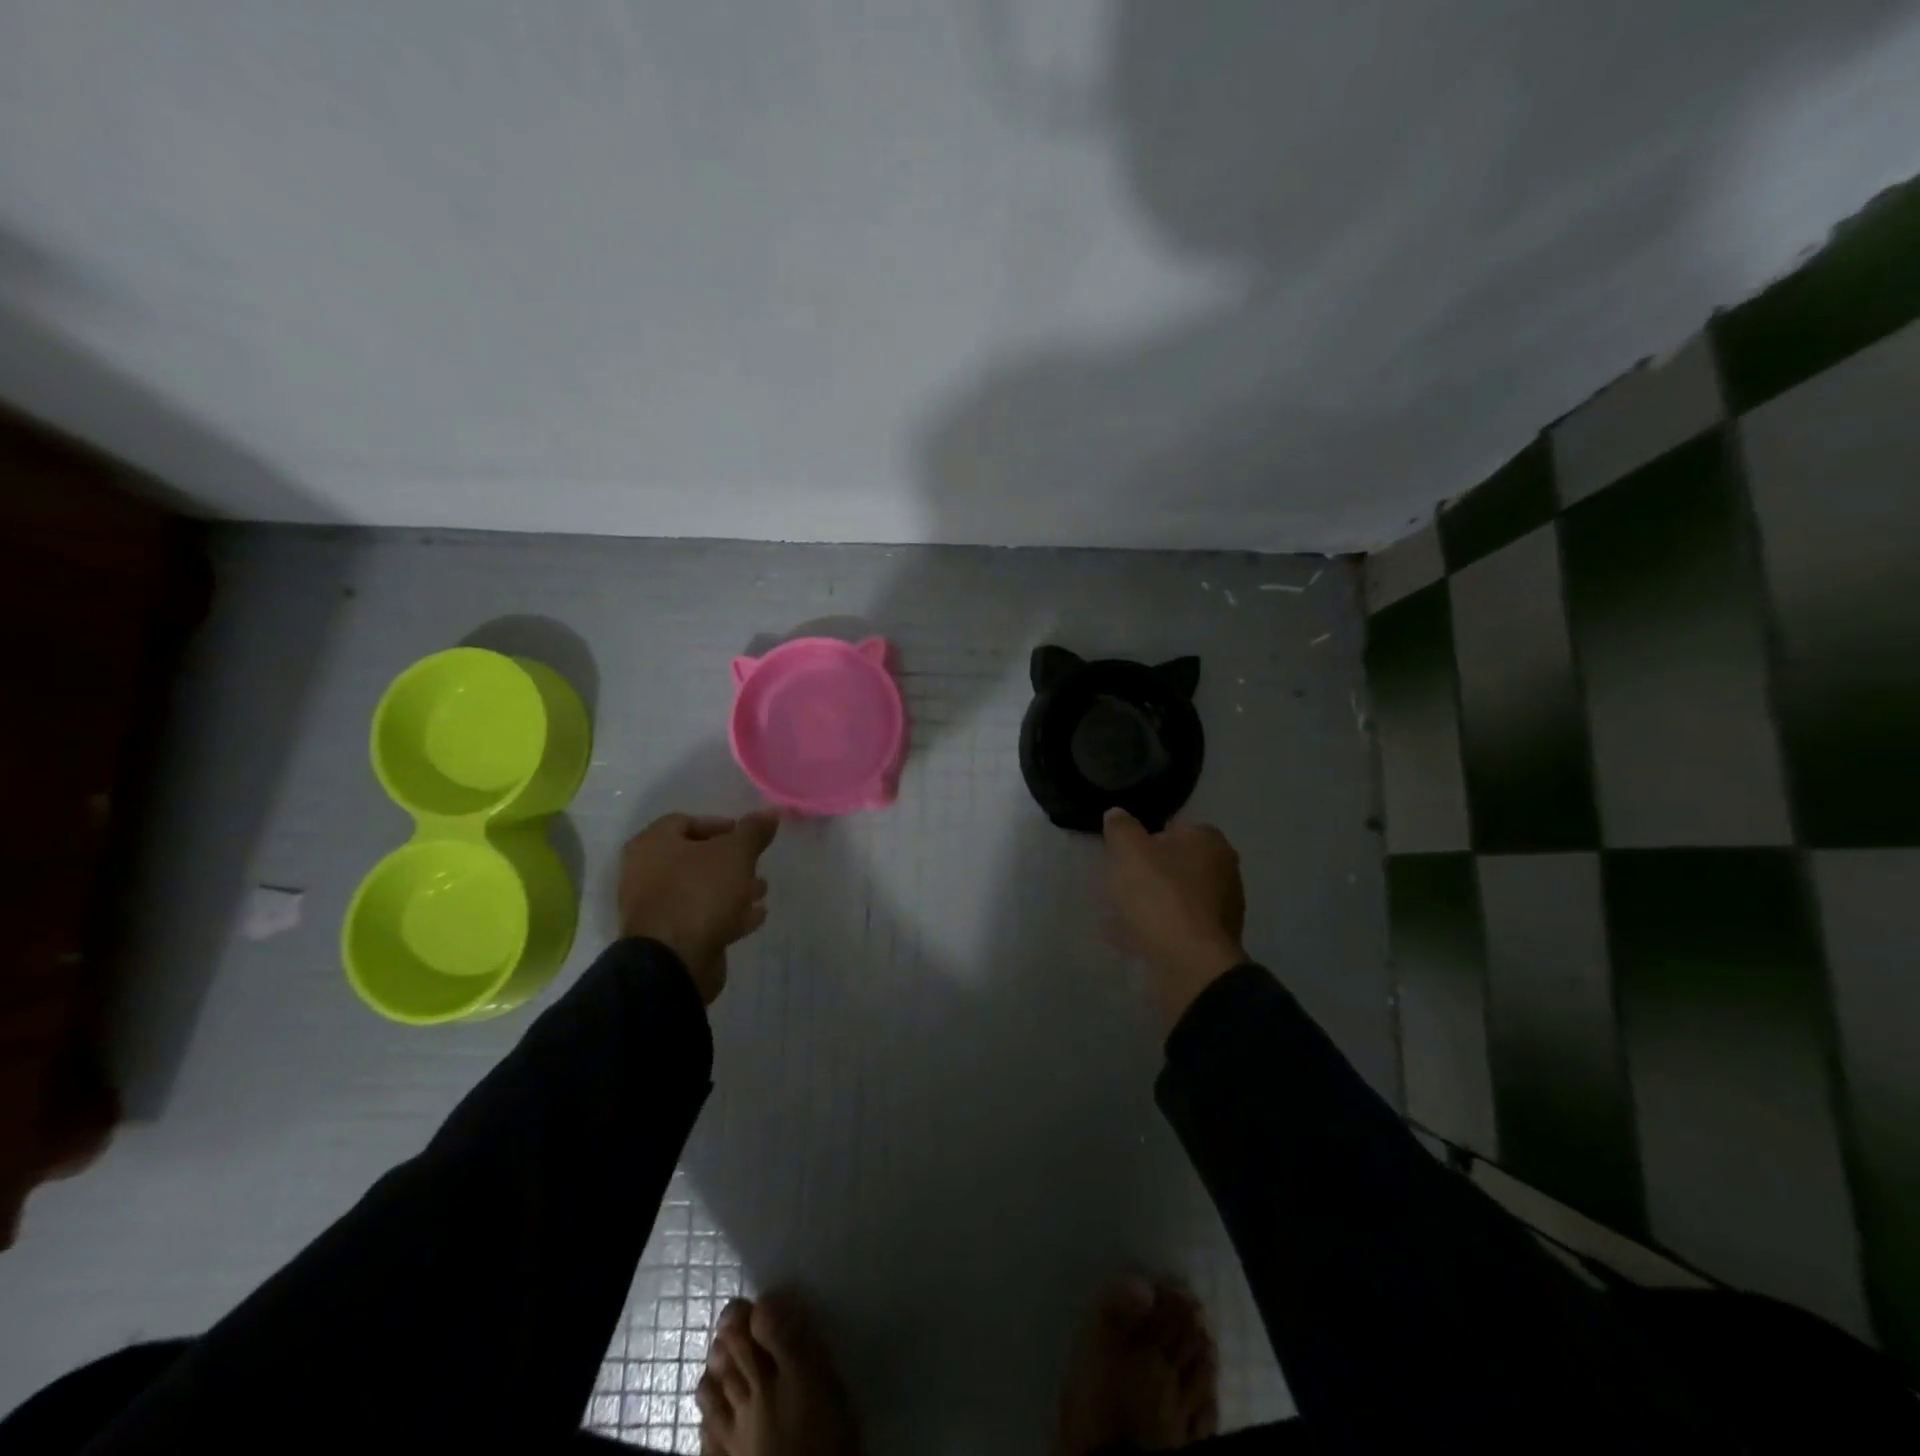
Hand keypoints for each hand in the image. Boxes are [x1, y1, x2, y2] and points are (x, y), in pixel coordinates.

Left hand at [618, 810, 779, 1004]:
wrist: (673, 962)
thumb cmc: (699, 893)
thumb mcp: (735, 854)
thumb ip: (754, 831)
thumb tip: (772, 811)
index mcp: (652, 844)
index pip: (686, 821)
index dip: (720, 825)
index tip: (748, 836)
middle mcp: (645, 872)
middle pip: (695, 857)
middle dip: (731, 861)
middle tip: (757, 864)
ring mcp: (654, 907)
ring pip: (700, 888)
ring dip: (732, 888)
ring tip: (762, 892)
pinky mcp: (668, 936)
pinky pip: (700, 916)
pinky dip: (726, 913)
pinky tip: (753, 918)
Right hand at [1102, 808, 1247, 1028]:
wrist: (1189, 961)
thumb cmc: (1160, 894)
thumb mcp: (1129, 851)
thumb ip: (1121, 828)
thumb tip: (1117, 814)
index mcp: (1210, 842)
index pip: (1176, 828)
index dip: (1147, 839)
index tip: (1125, 855)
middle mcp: (1224, 871)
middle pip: (1178, 864)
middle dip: (1150, 872)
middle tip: (1120, 882)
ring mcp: (1223, 909)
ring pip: (1177, 897)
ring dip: (1152, 903)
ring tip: (1119, 914)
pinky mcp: (1214, 941)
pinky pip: (1177, 927)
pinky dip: (1156, 929)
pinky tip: (1129, 938)